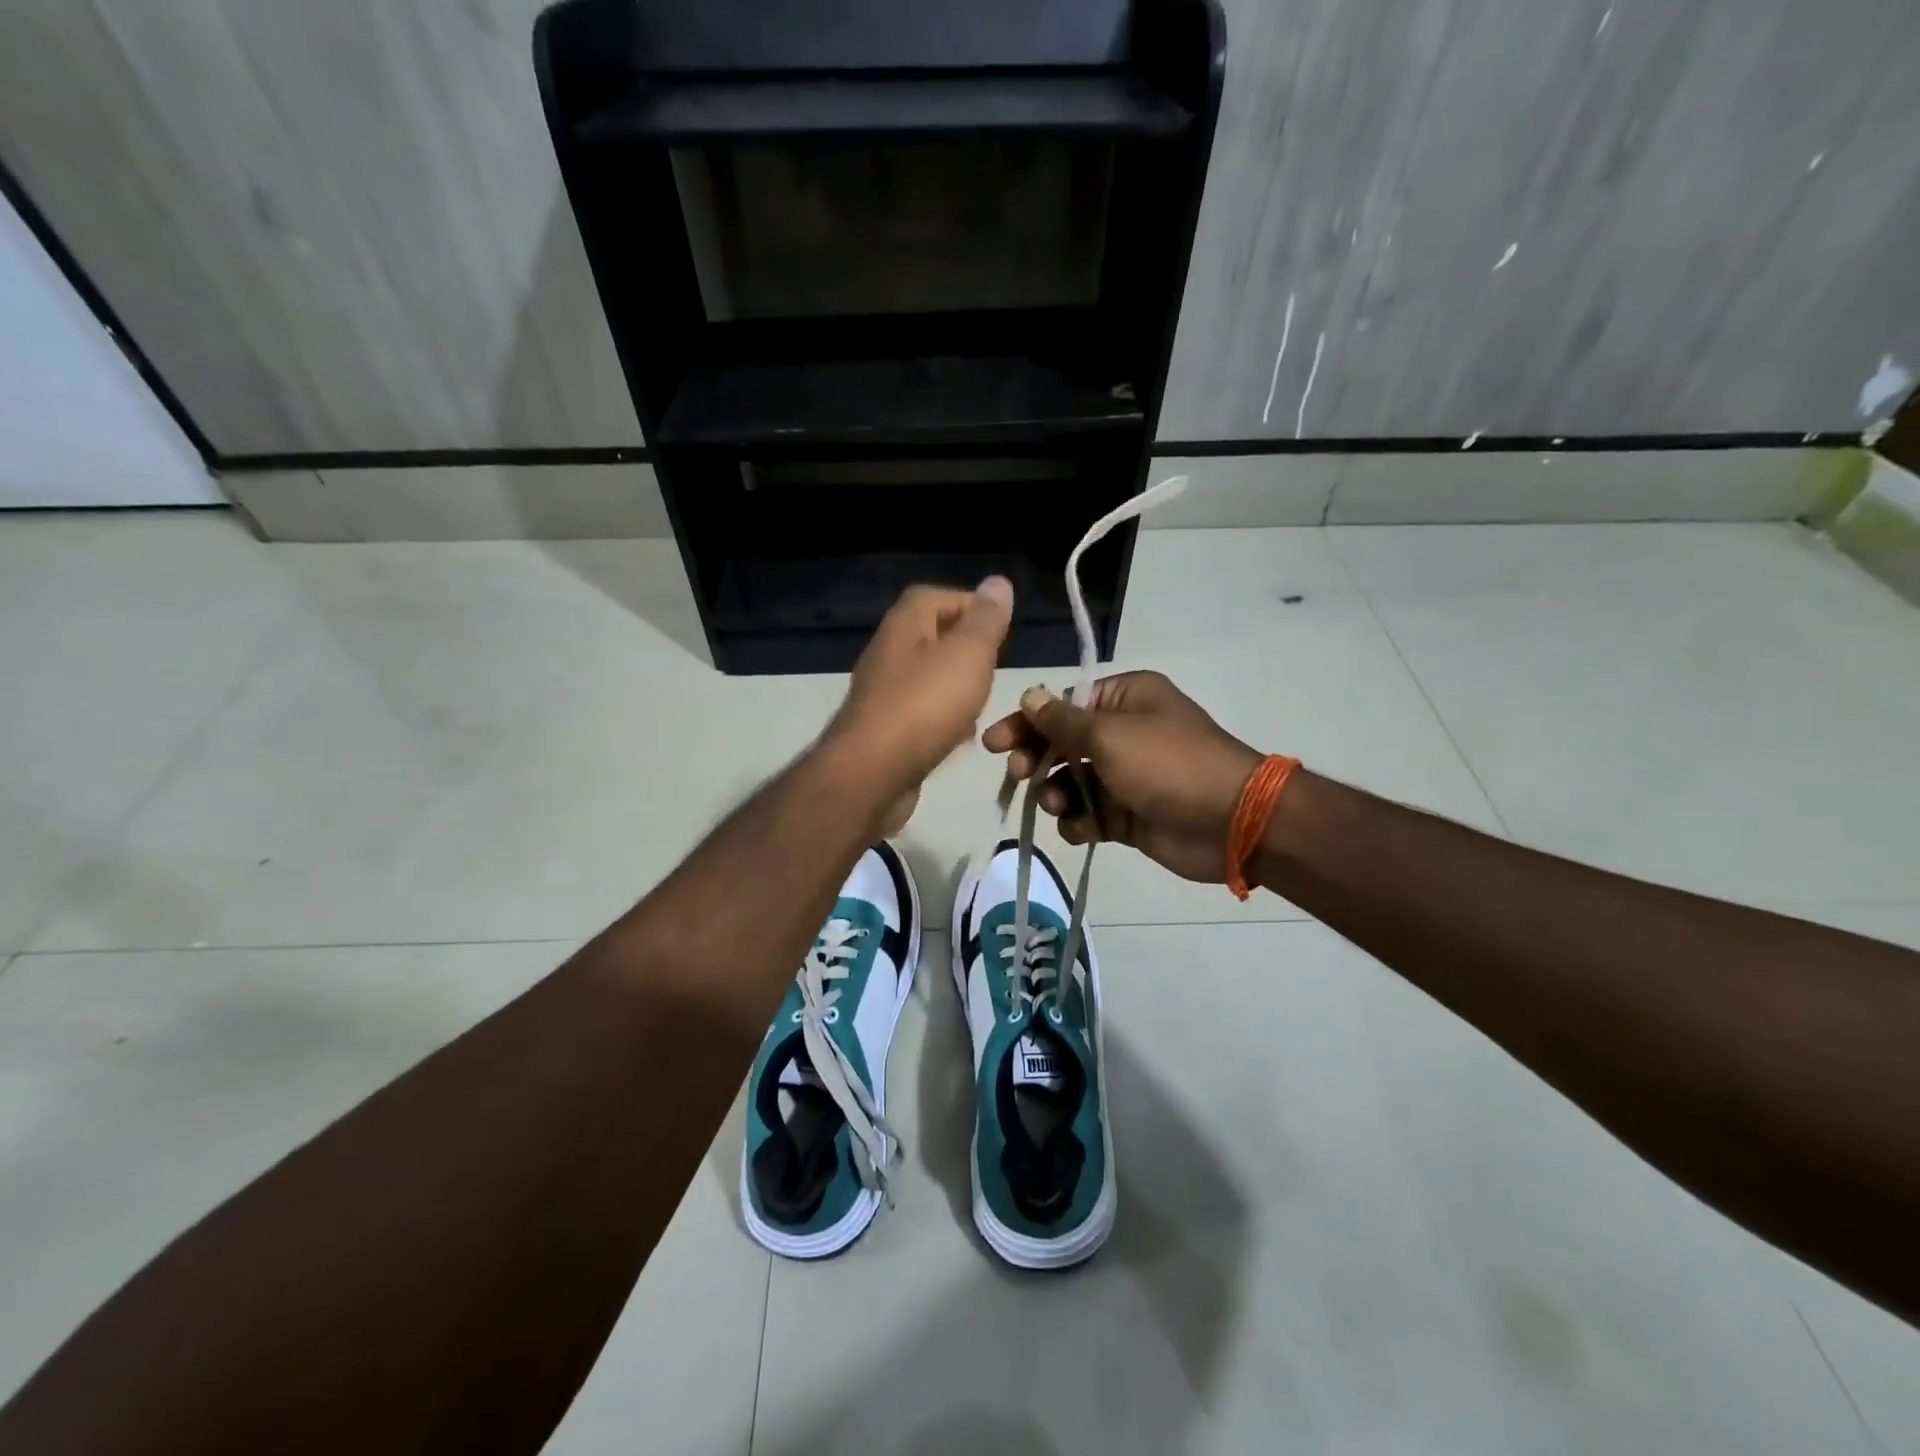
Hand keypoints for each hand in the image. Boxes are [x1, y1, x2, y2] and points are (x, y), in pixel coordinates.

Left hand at [826, 579, 1015, 828]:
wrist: (871, 774)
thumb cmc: (925, 705)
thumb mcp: (968, 654)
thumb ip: (986, 620)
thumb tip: (998, 582)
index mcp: (904, 624)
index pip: (937, 596)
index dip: (971, 606)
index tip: (1002, 629)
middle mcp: (888, 651)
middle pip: (932, 636)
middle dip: (967, 650)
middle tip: (996, 667)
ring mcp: (882, 692)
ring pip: (928, 677)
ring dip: (957, 686)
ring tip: (984, 701)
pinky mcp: (883, 729)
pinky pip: (921, 712)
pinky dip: (943, 718)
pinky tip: (961, 737)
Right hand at [982, 671, 1263, 882]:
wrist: (1231, 823)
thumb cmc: (1168, 764)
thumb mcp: (1109, 735)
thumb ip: (1062, 721)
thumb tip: (1029, 696)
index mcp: (1125, 699)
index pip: (1062, 706)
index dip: (1026, 723)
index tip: (993, 743)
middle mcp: (1124, 732)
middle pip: (1062, 744)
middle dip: (1037, 761)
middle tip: (1019, 775)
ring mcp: (1126, 776)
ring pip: (1071, 783)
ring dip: (1057, 795)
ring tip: (1061, 806)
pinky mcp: (1128, 814)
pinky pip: (1089, 815)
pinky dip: (1080, 822)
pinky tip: (1084, 829)